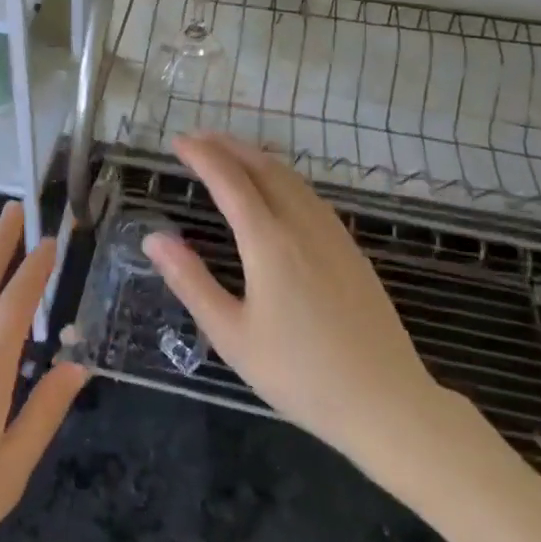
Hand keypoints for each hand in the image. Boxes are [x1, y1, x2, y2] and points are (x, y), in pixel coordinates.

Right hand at [142, 133, 496, 494]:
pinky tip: (276, 188)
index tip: (177, 141)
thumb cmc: (300, 375)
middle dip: (228, 146)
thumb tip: (153, 239)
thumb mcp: (231, 335)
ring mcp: (333, 235)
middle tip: (197, 137)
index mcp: (270, 243)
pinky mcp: (351, 250)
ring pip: (291, 178)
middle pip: (263, 168)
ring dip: (255, 157)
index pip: (229, 181)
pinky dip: (282, 176)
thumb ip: (191, 281)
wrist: (387, 404)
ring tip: (229, 152)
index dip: (202, 156)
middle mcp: (303, 226)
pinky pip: (310, 194)